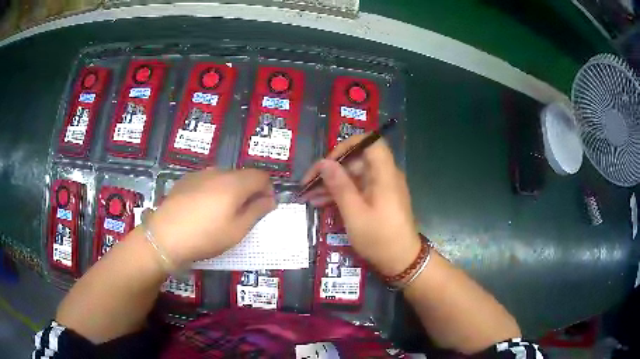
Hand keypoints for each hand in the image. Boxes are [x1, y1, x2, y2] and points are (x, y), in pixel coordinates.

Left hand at [147, 168, 275, 266]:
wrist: (164, 236)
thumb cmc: (206, 236)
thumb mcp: (237, 230)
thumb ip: (257, 211)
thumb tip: (270, 199)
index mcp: (235, 183)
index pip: (262, 176)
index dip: (267, 190)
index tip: (263, 208)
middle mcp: (219, 172)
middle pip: (243, 175)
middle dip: (249, 191)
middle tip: (243, 215)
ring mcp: (200, 174)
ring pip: (224, 177)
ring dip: (230, 191)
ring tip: (221, 213)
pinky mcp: (186, 180)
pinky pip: (207, 181)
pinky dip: (213, 190)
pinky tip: (202, 209)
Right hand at [300, 135, 421, 275]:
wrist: (402, 261)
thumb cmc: (379, 238)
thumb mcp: (355, 214)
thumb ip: (339, 186)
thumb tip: (324, 163)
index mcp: (384, 174)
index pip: (370, 143)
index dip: (347, 146)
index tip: (328, 161)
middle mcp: (385, 176)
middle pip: (357, 160)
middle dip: (331, 169)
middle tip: (309, 184)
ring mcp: (382, 189)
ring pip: (354, 176)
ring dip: (332, 184)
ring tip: (309, 196)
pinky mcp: (378, 200)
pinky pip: (358, 189)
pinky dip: (341, 194)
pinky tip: (321, 202)